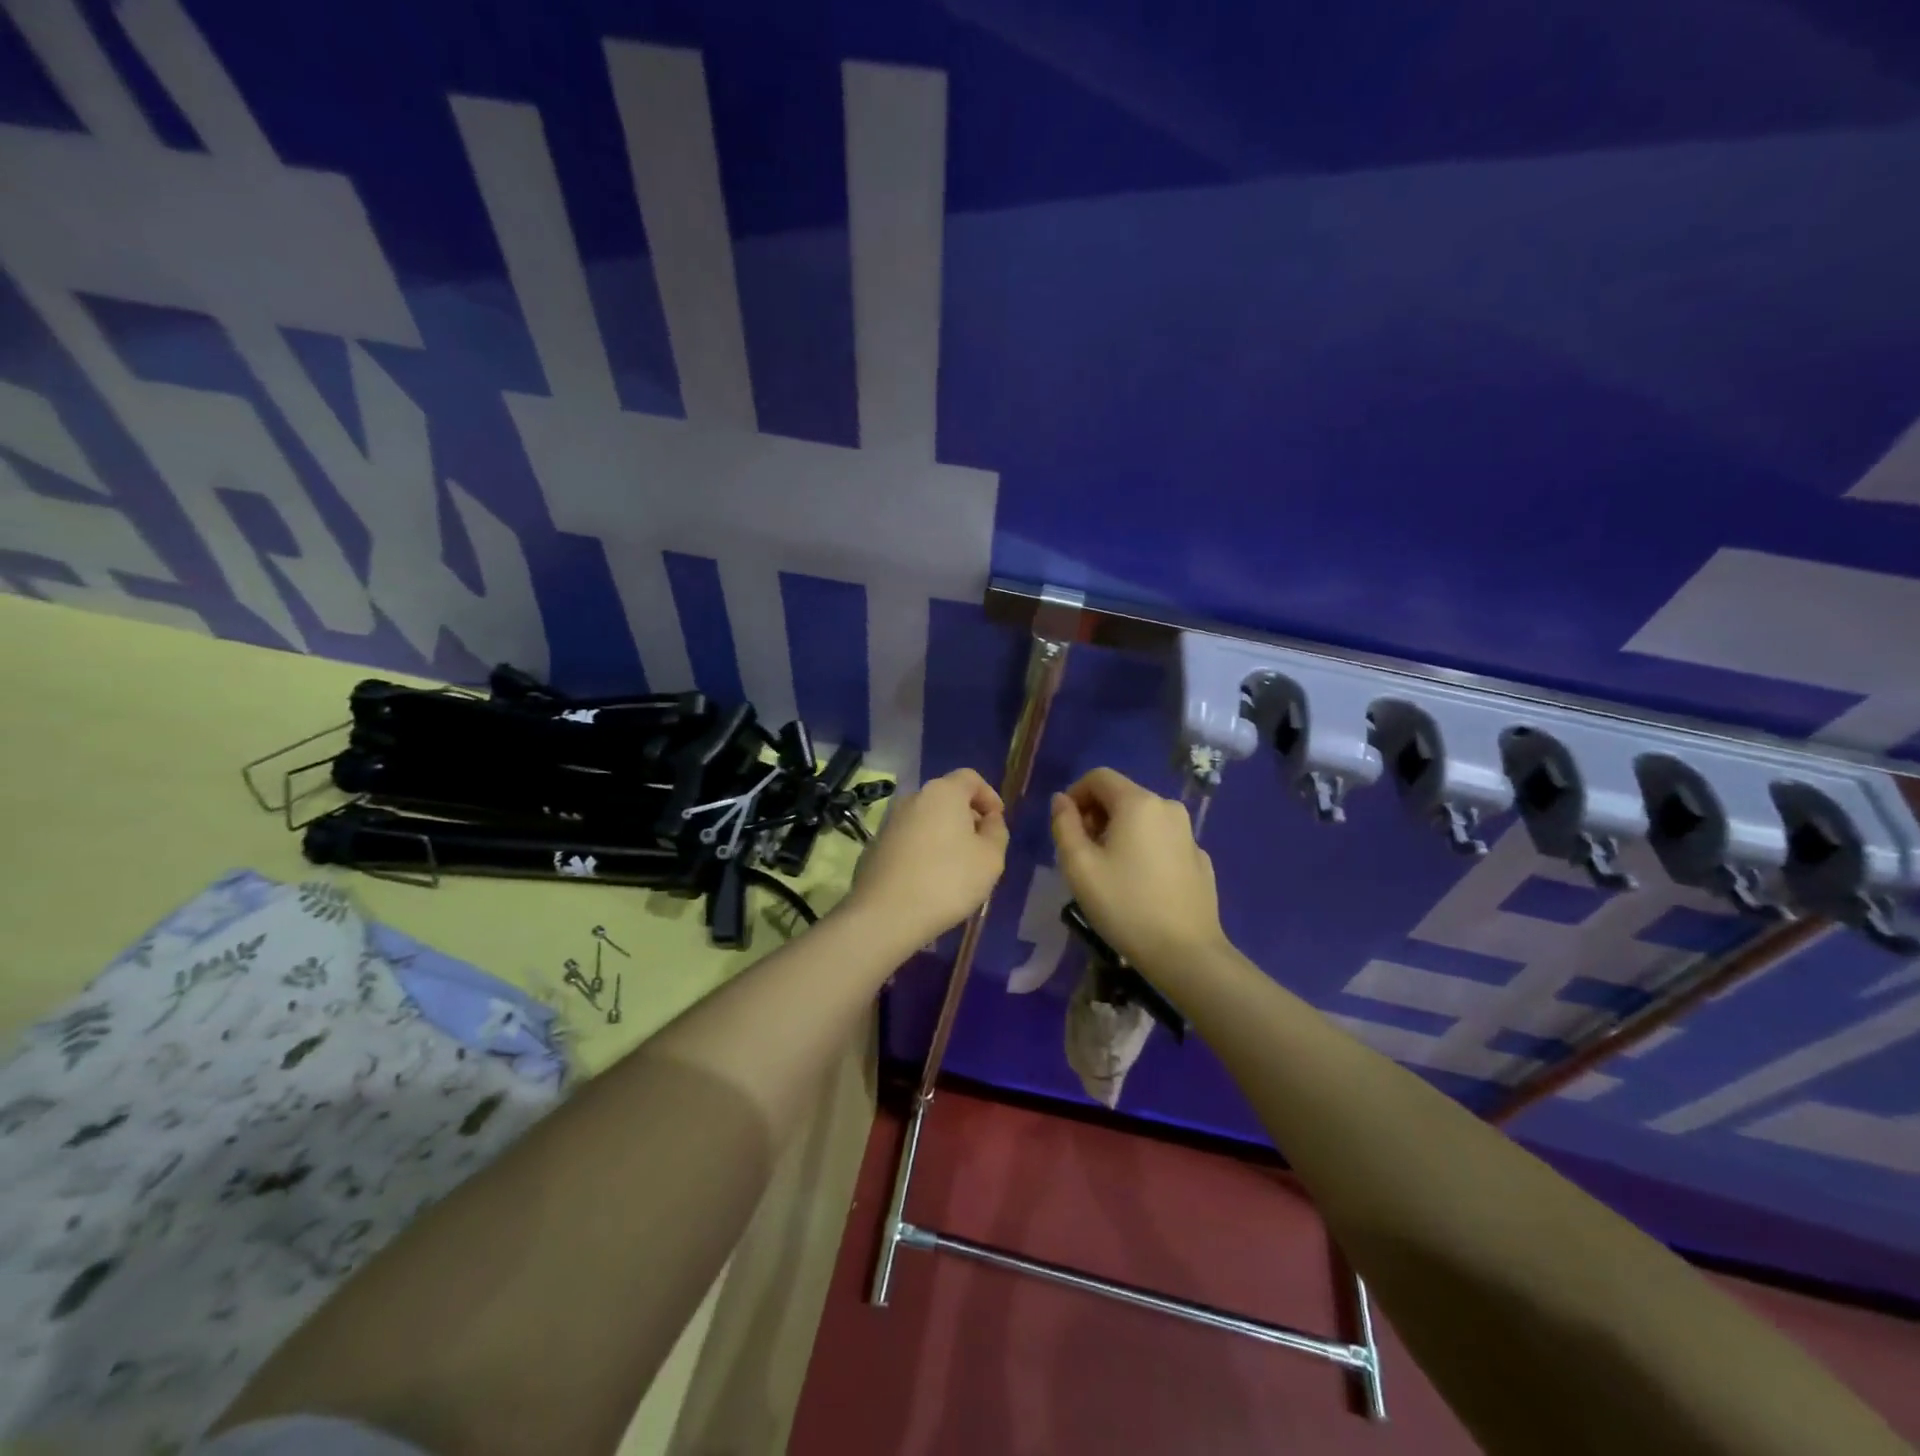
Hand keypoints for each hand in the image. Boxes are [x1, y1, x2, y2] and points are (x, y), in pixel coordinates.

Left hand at [841, 768, 1008, 948]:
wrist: (886, 914)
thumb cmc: (948, 881)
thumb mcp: (991, 858)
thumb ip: (996, 832)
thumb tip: (988, 820)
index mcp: (943, 792)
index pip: (970, 778)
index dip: (989, 796)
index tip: (997, 822)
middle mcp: (913, 798)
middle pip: (947, 798)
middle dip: (967, 817)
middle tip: (980, 847)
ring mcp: (889, 822)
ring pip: (926, 820)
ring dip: (944, 835)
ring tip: (956, 867)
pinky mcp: (875, 846)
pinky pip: (909, 840)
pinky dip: (924, 850)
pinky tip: (929, 879)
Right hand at [1051, 768, 1225, 969]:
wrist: (1186, 953)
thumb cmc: (1125, 905)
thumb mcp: (1079, 866)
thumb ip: (1064, 825)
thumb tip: (1061, 800)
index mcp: (1138, 803)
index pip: (1098, 777)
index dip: (1075, 795)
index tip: (1065, 828)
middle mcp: (1167, 807)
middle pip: (1121, 795)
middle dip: (1096, 815)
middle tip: (1082, 854)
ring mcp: (1188, 833)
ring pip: (1143, 818)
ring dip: (1119, 832)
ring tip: (1108, 871)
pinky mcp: (1199, 858)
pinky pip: (1161, 840)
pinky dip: (1143, 849)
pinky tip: (1139, 885)